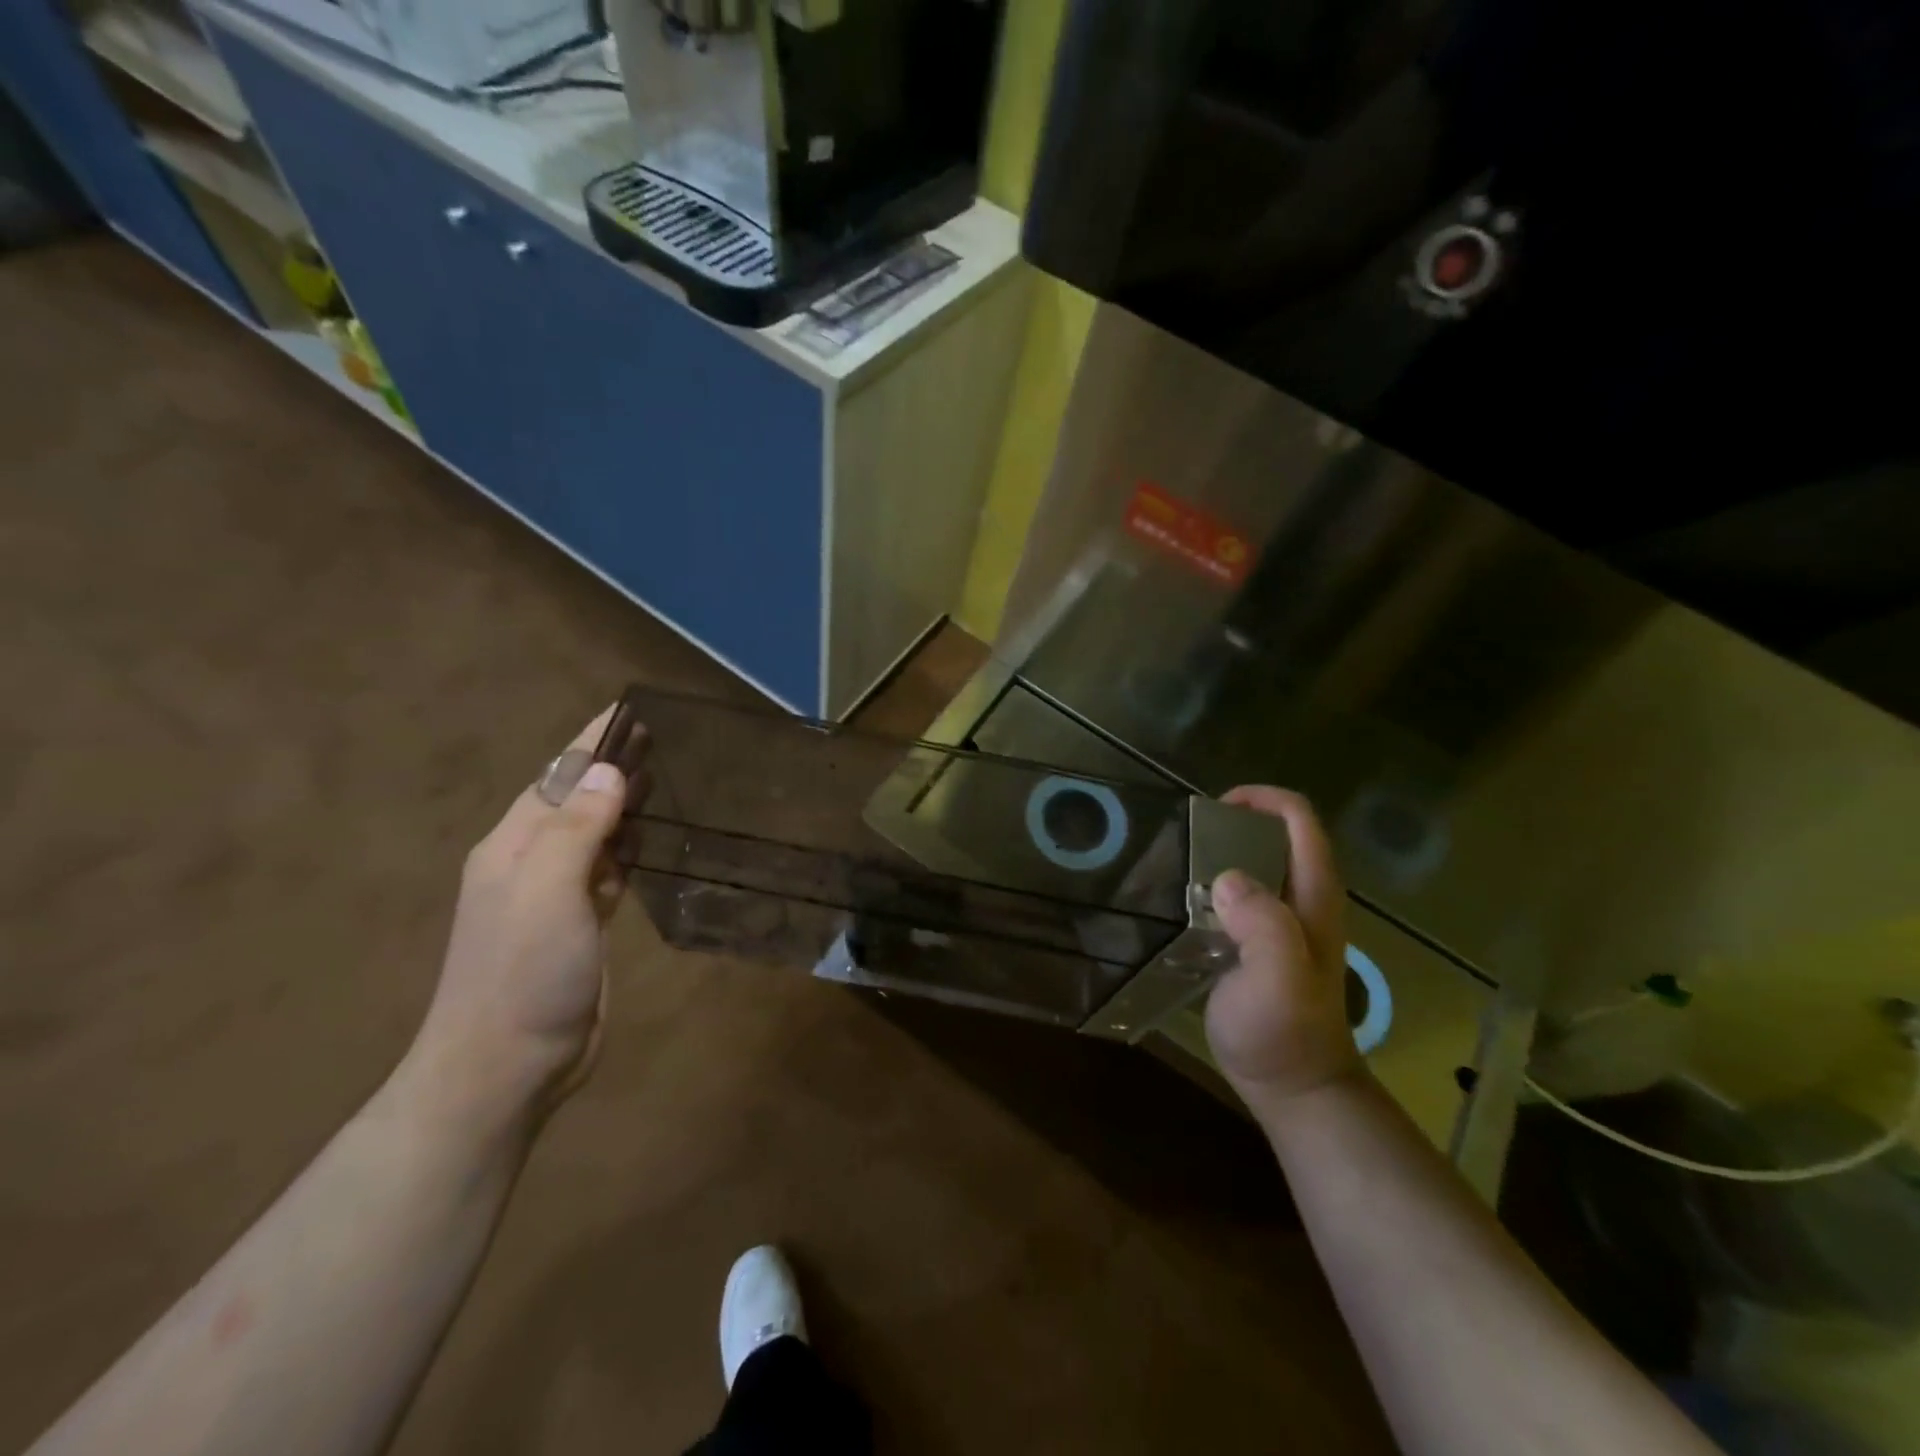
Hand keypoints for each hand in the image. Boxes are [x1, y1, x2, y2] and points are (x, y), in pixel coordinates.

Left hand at [407, 707, 649, 1126]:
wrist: (505, 1066)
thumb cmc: (523, 971)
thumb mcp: (547, 890)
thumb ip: (578, 828)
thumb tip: (608, 772)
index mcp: (514, 845)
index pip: (558, 776)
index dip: (593, 742)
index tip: (631, 710)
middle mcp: (531, 863)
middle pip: (577, 801)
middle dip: (613, 769)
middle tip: (666, 741)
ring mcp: (555, 898)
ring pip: (595, 836)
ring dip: (624, 808)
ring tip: (668, 781)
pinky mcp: (580, 927)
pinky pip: (607, 872)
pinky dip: (629, 851)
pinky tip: (653, 844)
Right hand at [1205, 786, 1364, 1104]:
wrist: (1293, 1088)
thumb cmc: (1286, 1032)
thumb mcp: (1279, 979)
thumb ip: (1263, 925)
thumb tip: (1226, 879)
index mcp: (1314, 896)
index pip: (1299, 821)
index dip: (1262, 799)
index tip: (1213, 809)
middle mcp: (1302, 899)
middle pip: (1274, 836)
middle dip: (1232, 824)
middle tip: (1186, 837)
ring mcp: (1281, 923)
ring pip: (1254, 866)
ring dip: (1218, 855)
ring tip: (1174, 862)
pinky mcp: (1258, 944)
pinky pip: (1236, 897)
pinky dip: (1210, 887)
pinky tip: (1179, 901)